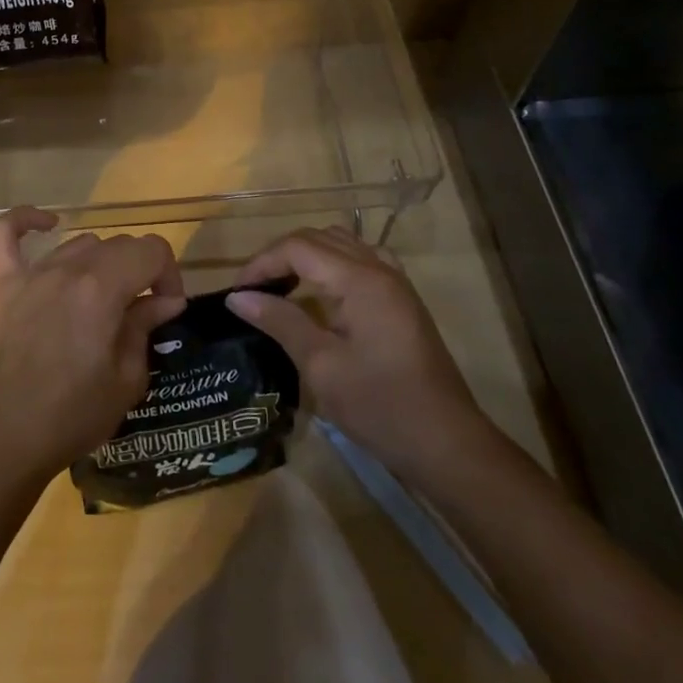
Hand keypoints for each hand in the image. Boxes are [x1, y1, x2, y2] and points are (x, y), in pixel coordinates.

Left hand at [0, 207, 186, 483]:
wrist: (5, 439)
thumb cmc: (73, 416)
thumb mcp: (127, 380)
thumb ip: (145, 328)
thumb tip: (165, 301)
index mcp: (103, 288)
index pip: (151, 250)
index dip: (169, 275)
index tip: (167, 308)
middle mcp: (67, 269)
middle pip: (117, 245)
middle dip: (139, 272)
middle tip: (139, 312)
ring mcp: (28, 273)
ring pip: (77, 245)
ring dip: (99, 264)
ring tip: (99, 298)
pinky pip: (4, 234)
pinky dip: (25, 221)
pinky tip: (47, 225)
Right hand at [226, 227, 489, 477]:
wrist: (446, 444)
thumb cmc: (379, 406)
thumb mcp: (320, 366)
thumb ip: (280, 321)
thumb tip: (238, 297)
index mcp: (360, 280)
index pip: (298, 247)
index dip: (262, 263)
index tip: (236, 293)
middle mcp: (379, 269)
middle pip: (319, 238)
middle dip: (279, 256)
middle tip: (252, 290)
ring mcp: (395, 283)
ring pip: (341, 244)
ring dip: (306, 256)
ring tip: (281, 286)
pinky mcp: (401, 301)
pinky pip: (361, 261)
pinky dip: (333, 265)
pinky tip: (322, 292)